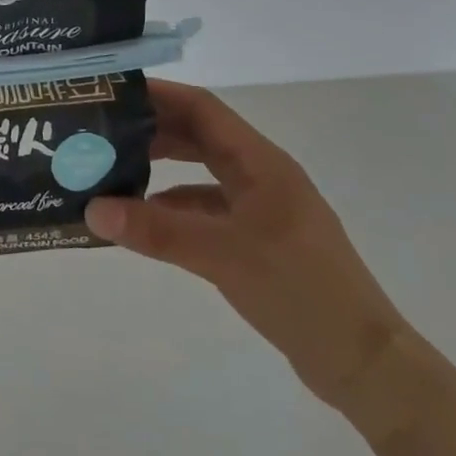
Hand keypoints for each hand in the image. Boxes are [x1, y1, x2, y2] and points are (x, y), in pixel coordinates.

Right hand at [85, 79, 409, 414]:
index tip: (113, 92)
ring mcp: (261, 208)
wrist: (363, 364)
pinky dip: (172, 206)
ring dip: (160, 167)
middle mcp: (260, 175)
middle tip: (102, 130)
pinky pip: (205, 207)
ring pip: (201, 171)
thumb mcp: (222, 255)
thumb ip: (156, 231)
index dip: (158, 95)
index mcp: (261, 163)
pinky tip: (143, 219)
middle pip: (199, 135)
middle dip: (151, 128)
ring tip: (112, 169)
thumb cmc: (300, 291)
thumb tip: (92, 210)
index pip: (202, 109)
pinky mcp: (257, 239)